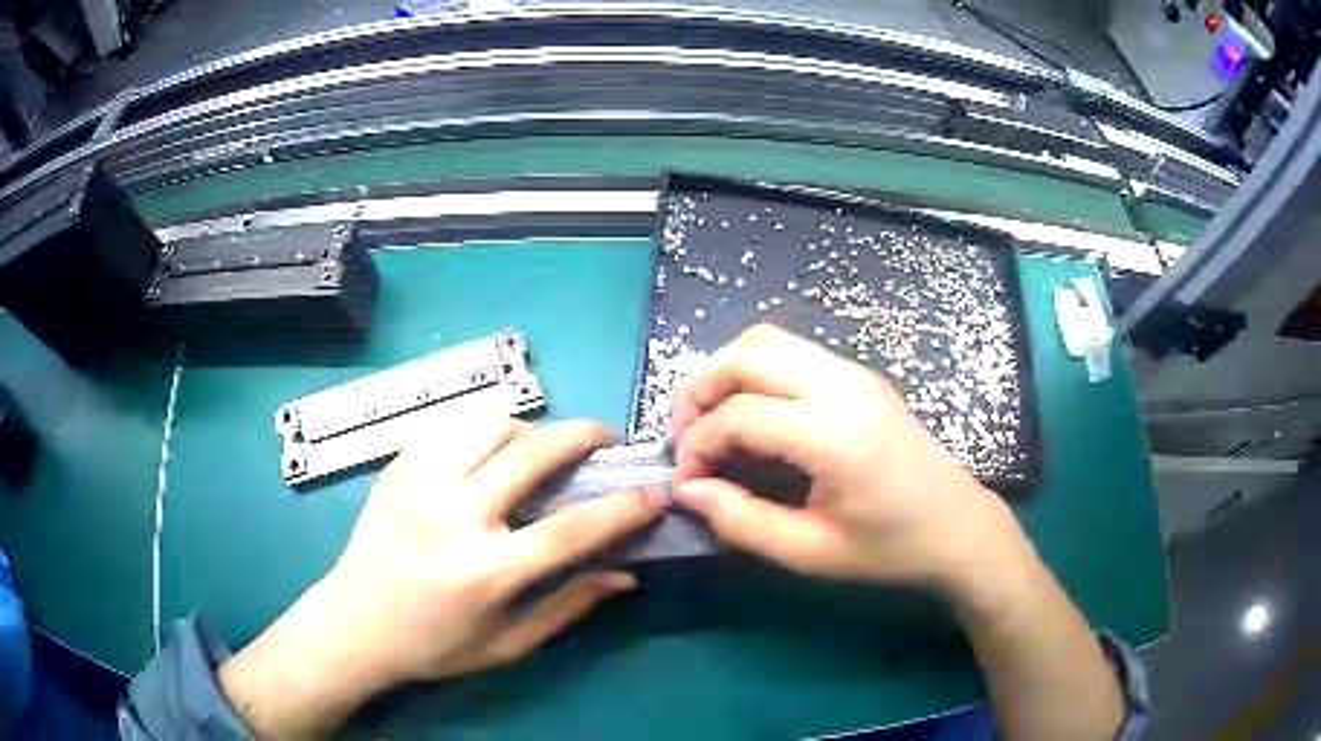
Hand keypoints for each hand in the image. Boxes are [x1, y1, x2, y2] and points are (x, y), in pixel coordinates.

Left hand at [218, 416, 664, 737]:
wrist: (355, 623)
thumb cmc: (435, 645)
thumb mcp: (508, 645)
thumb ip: (568, 606)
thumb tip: (624, 575)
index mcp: (484, 572)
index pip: (571, 529)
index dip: (623, 508)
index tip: (653, 493)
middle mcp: (452, 517)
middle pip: (532, 452)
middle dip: (582, 435)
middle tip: (603, 438)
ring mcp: (419, 484)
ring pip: (491, 424)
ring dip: (531, 428)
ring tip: (542, 447)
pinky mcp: (397, 467)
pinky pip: (453, 426)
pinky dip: (485, 429)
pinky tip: (492, 449)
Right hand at [670, 324, 1029, 594]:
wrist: (957, 526)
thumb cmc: (889, 548)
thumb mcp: (810, 552)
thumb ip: (741, 521)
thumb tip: (689, 491)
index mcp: (833, 434)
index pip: (739, 415)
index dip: (697, 445)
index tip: (687, 482)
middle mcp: (842, 385)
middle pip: (746, 355)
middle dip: (699, 390)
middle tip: (685, 438)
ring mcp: (855, 372)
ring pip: (767, 341)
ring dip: (726, 373)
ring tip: (712, 422)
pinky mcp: (861, 375)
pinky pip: (792, 351)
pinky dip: (755, 372)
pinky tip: (754, 415)